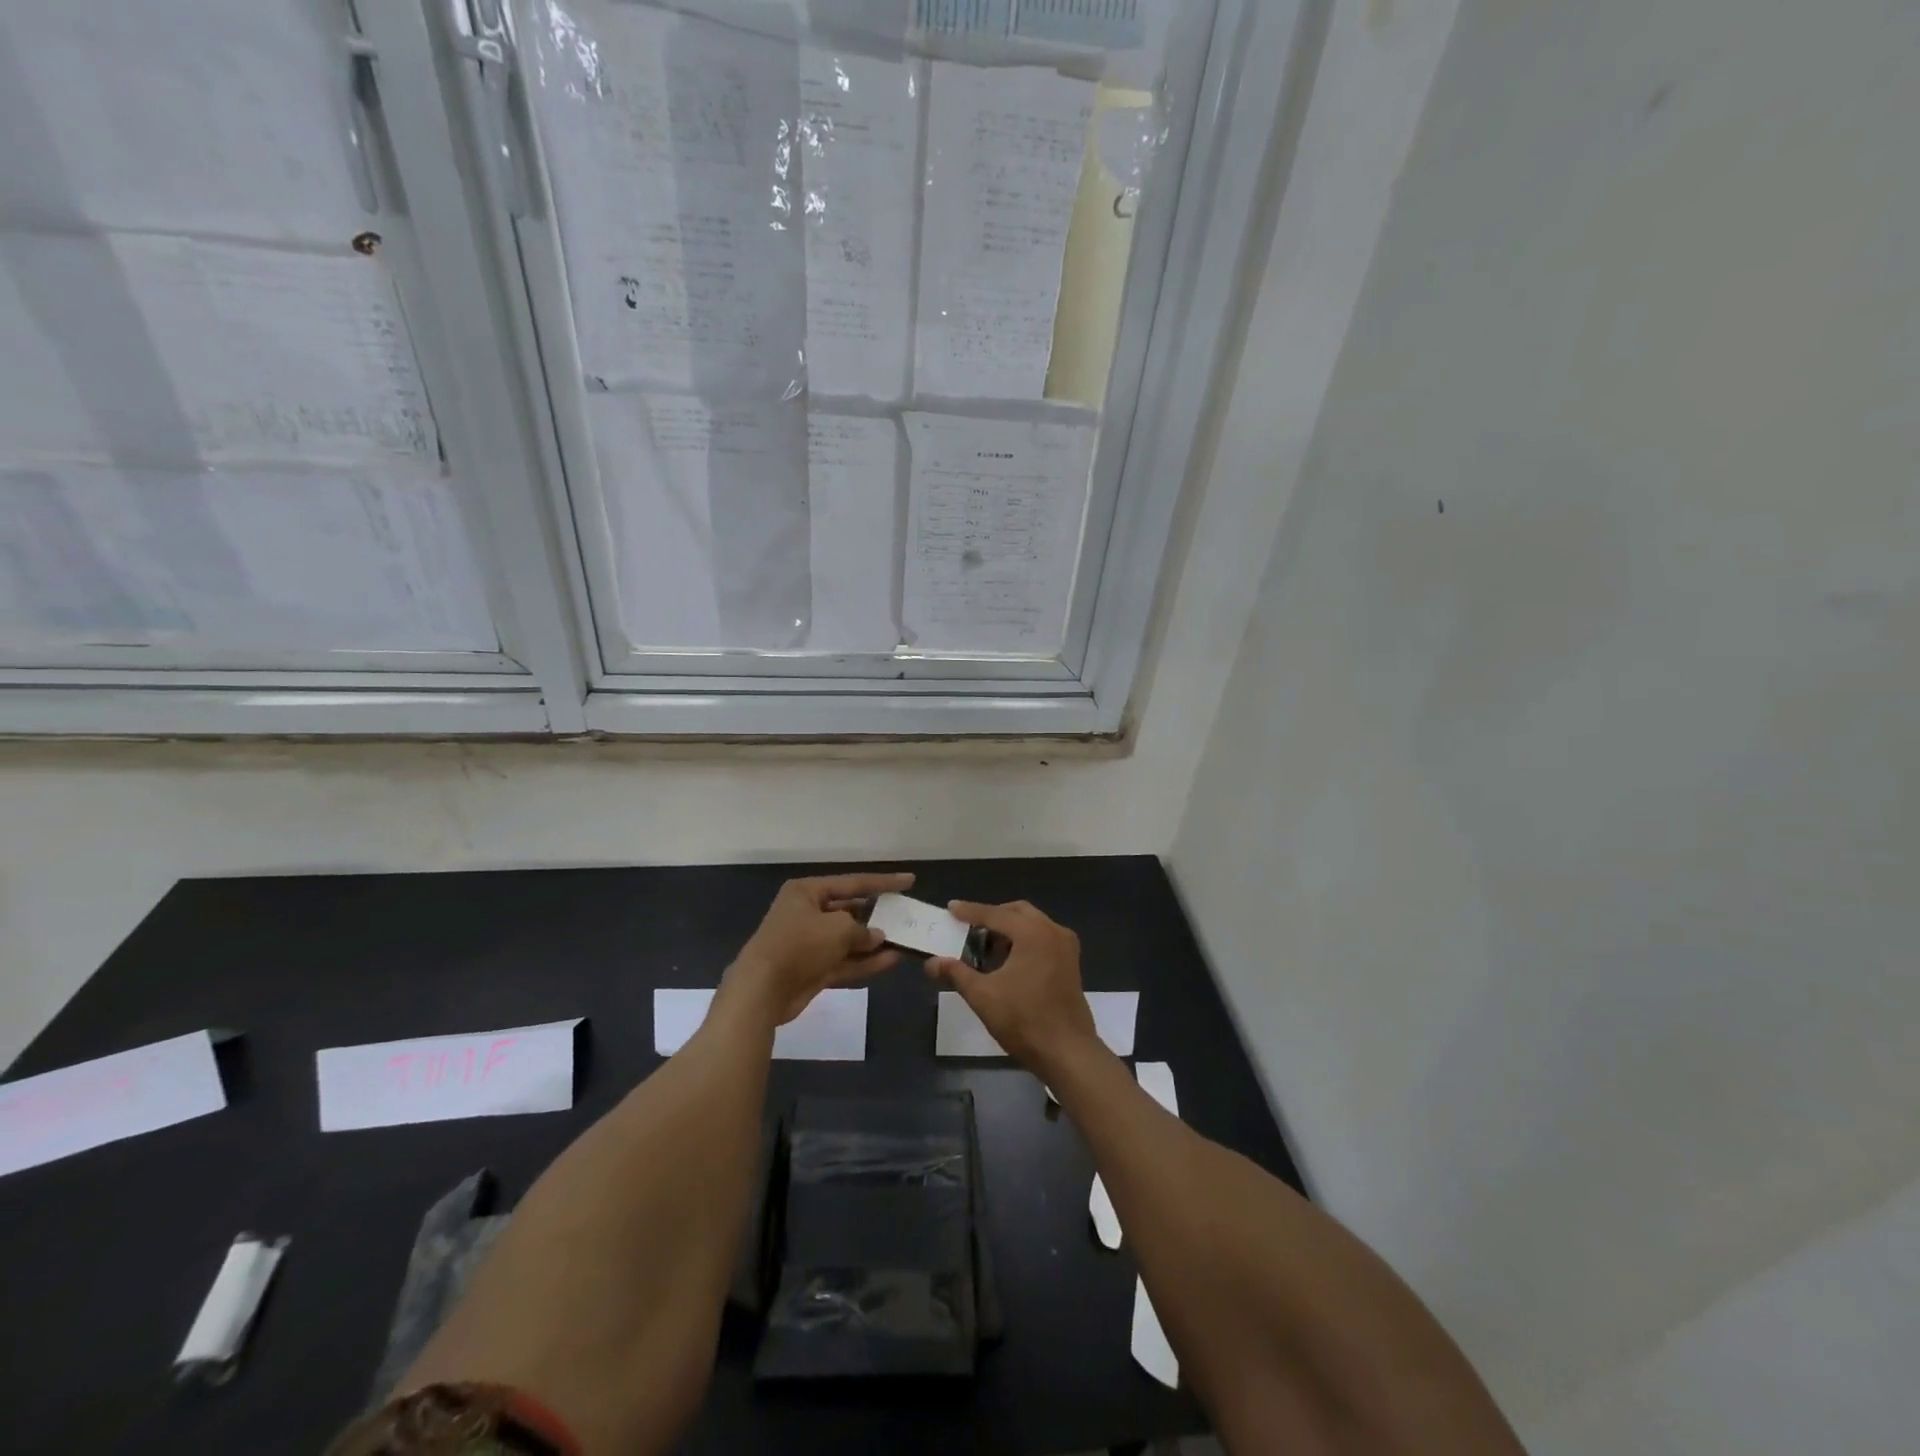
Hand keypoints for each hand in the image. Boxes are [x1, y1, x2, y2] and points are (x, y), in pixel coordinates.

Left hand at [725, 872, 913, 1025]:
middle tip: (906, 916)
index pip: (853, 882)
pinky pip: (844, 961)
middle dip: (877, 916)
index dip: (883, 882)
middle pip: (850, 910)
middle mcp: (807, 913)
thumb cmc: (799, 944)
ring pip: (849, 940)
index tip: (909, 880)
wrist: (762, 989)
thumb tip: (876, 936)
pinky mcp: (812, 970)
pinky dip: (865, 962)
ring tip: (905, 942)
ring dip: (874, 943)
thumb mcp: (838, 929)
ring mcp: (809, 944)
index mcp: (807, 892)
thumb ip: (862, 930)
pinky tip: (891, 961)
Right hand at [927, 900, 1096, 1072]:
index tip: (951, 908)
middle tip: (969, 929)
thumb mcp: (983, 996)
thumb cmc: (1024, 1020)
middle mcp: (1053, 931)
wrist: (1068, 1052)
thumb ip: (956, 973)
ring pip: (1032, 924)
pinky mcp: (1071, 962)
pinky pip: (1043, 938)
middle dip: (992, 917)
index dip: (970, 912)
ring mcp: (1066, 946)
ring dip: (1009, 930)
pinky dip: (1024, 941)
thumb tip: (931, 962)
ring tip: (986, 948)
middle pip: (1017, 912)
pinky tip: (1009, 962)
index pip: (995, 914)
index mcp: (1033, 933)